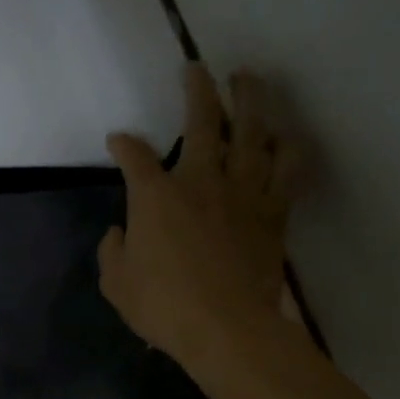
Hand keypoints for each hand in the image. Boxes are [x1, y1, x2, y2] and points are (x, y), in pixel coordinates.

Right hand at [98, 64, 300, 379]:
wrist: (227, 329)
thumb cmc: (164, 307)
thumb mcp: (117, 284)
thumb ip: (112, 252)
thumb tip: (119, 233)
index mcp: (155, 196)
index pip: (134, 156)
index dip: (123, 144)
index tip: (118, 140)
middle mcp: (200, 181)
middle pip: (202, 121)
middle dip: (196, 90)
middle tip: (195, 69)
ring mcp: (242, 192)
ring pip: (252, 132)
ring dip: (250, 101)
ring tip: (248, 80)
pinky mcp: (273, 211)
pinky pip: (287, 169)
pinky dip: (287, 148)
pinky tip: (285, 136)